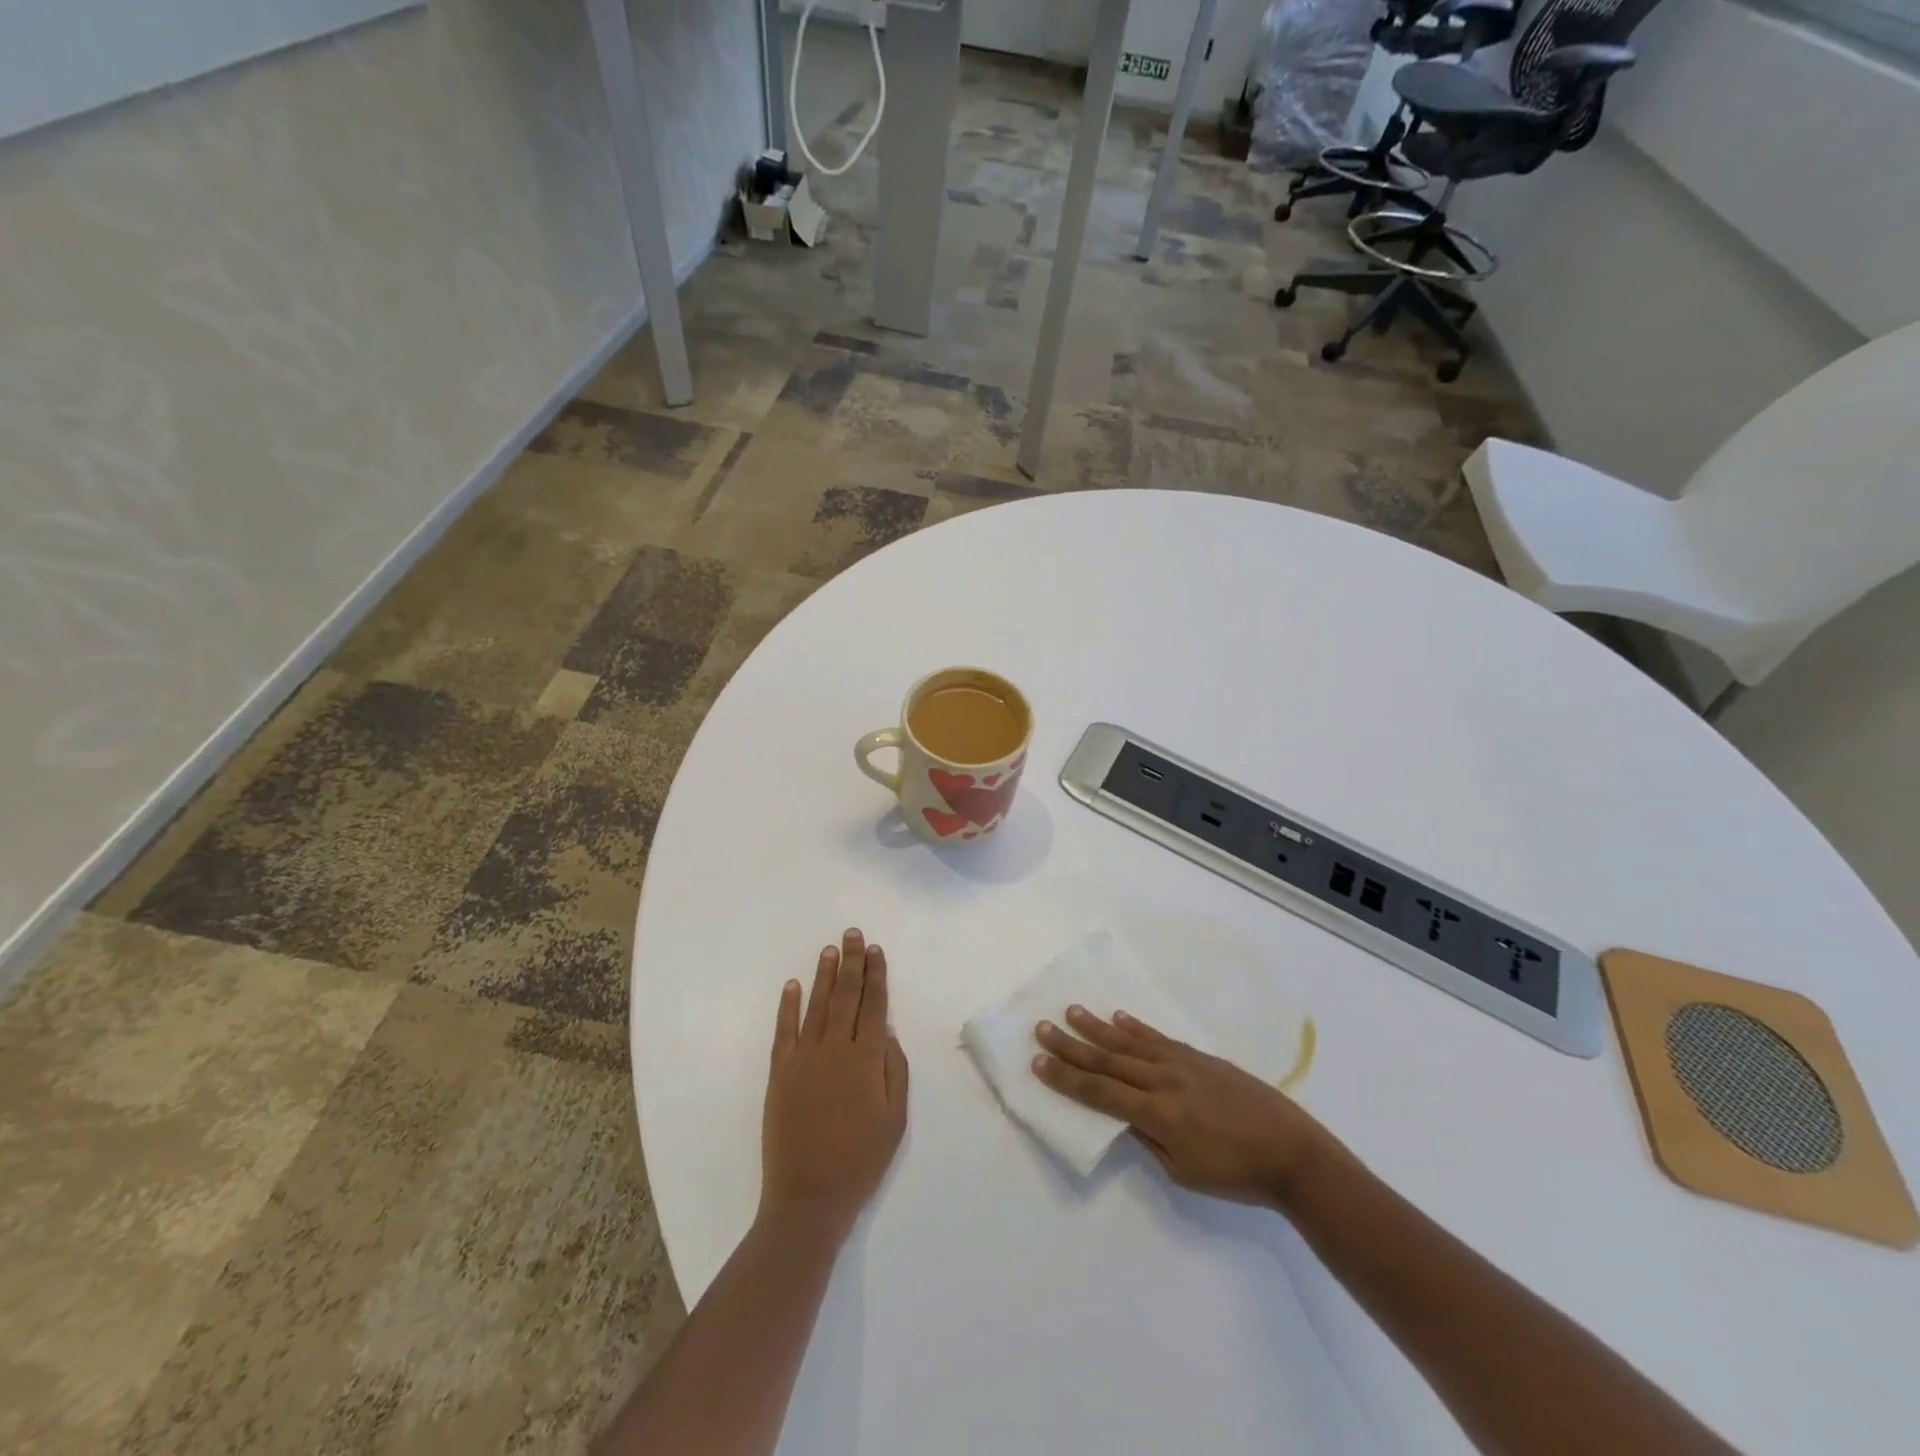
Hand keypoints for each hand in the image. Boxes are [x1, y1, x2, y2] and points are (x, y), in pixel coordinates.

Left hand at [760, 929, 909, 1237]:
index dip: (877, 975)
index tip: (876, 950)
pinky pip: (784, 1031)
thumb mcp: (896, 1120)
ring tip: (830, 949)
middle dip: (852, 962)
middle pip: (847, 996)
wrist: (808, 1197)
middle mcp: (836, 1050)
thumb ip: (895, 1072)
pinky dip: (788, 1006)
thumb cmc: (860, 1161)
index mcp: (867, 1060)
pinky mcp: (780, 1073)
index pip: (874, 1006)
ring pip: (817, 1006)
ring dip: (824, 975)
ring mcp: (804, 1059)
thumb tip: (888, 1032)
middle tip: (853, 934)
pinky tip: (792, 985)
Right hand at [1033, 1006, 1332, 1207]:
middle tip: (1041, 1028)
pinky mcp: (1200, 1057)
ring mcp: (1183, 1063)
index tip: (1038, 1063)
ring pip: (1130, 1043)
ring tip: (1071, 1011)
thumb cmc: (1237, 1174)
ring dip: (1097, 1027)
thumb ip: (1149, 1140)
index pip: (1100, 1093)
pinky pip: (1160, 1038)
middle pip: (1108, 1061)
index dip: (1066, 1079)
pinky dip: (1136, 1028)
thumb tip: (1123, 1116)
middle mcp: (1164, 1081)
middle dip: (1071, 1046)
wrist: (1292, 1151)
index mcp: (1158, 1115)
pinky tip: (1118, 1017)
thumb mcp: (1185, 1173)